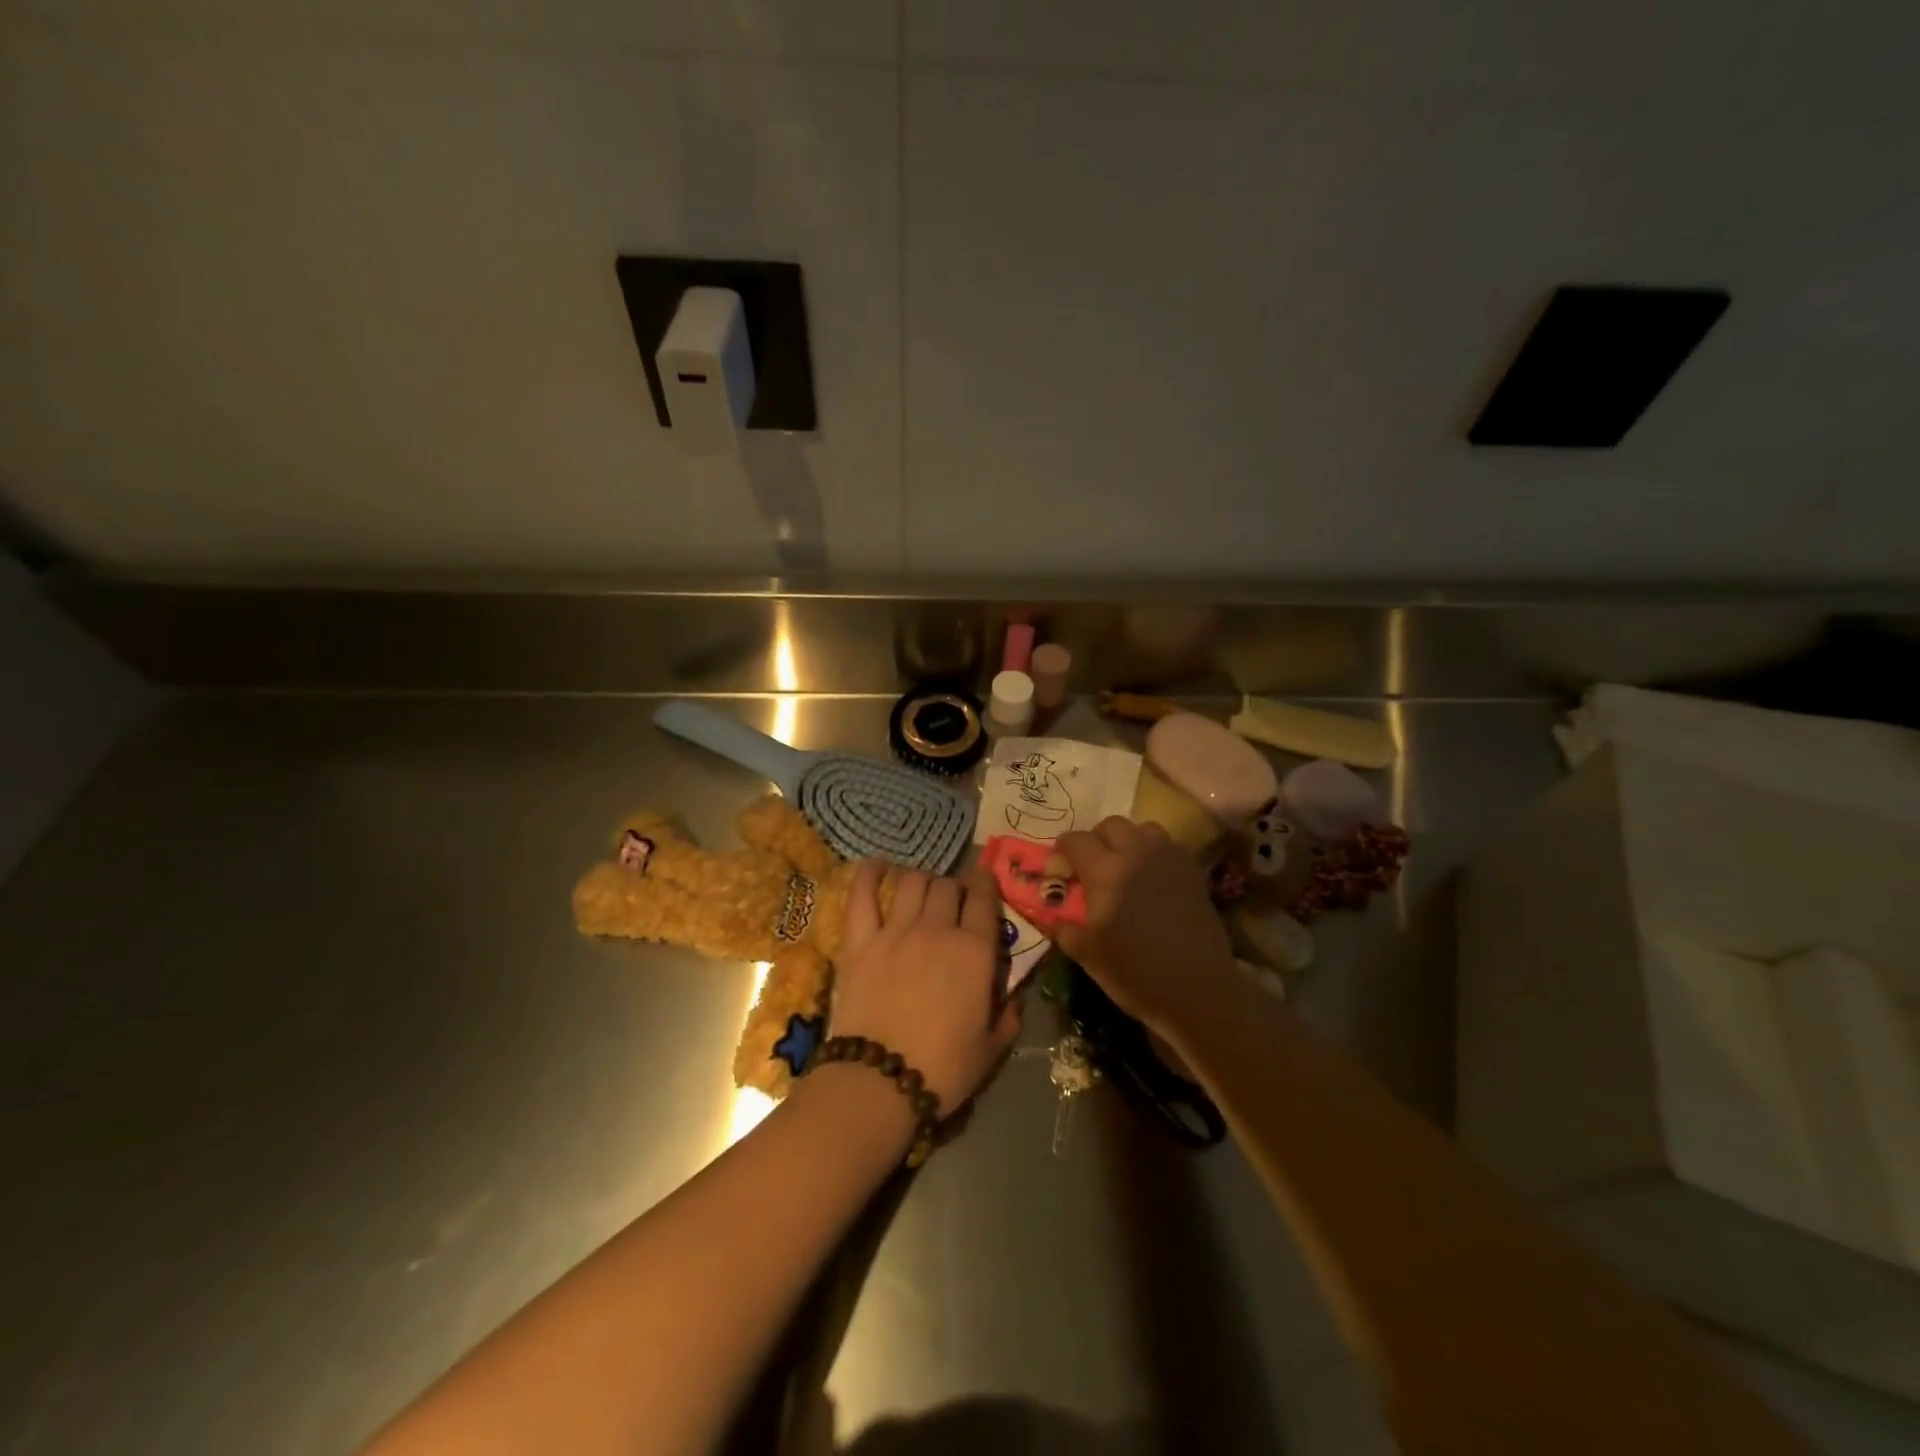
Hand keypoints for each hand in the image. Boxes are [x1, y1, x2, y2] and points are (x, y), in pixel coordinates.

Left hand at [830, 861, 1021, 1111]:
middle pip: (947, 887)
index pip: (984, 899)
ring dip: (921, 880)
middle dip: (953, 888)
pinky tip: (876, 866)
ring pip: (912, 882)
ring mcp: (896, 931)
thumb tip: (1013, 1002)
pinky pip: (862, 895)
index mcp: (975, 951)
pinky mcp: (860, 941)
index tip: (984, 882)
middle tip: (951, 902)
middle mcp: (938, 929)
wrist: (880, 1081)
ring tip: (920, 889)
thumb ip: (1007, 1018)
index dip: (986, 884)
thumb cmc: (943, 1068)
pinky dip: (869, 874)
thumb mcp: (990, 1049)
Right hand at [1054, 817, 1236, 1031]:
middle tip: (1091, 864)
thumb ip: (1066, 929)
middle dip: (1096, 839)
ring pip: (1143, 829)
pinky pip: (1168, 847)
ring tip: (1125, 866)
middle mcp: (1136, 853)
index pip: (1076, 840)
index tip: (1059, 865)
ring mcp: (1168, 859)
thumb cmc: (1135, 972)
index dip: (1062, 849)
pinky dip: (1154, 853)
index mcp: (1104, 870)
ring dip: (1129, 840)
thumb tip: (1053, 918)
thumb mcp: (1088, 955)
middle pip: (1111, 825)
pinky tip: (1152, 879)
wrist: (1197, 988)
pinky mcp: (1192, 872)